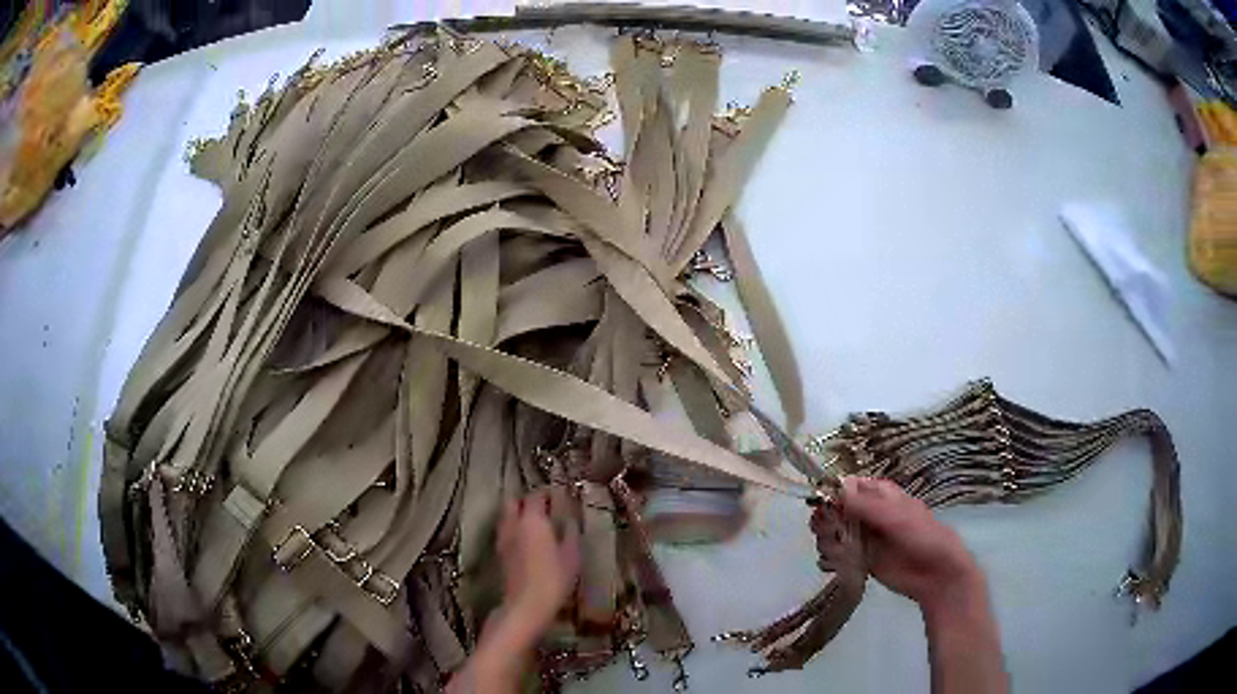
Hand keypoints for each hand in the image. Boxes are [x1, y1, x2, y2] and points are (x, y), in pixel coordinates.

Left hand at [497, 489, 581, 631]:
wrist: (525, 605)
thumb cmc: (553, 579)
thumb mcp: (572, 556)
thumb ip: (570, 533)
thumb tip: (570, 520)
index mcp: (532, 519)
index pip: (537, 495)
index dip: (548, 493)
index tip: (560, 496)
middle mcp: (513, 524)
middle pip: (514, 501)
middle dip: (527, 500)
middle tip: (545, 507)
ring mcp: (503, 538)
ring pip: (507, 516)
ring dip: (518, 514)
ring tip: (536, 524)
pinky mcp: (499, 554)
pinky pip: (506, 531)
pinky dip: (515, 529)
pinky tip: (527, 541)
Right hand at [817, 477, 981, 612]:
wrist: (934, 573)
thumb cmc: (921, 536)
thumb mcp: (895, 516)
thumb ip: (865, 505)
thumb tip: (834, 489)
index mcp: (878, 494)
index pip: (846, 486)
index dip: (831, 492)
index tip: (823, 505)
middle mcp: (866, 513)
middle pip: (833, 509)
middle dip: (826, 520)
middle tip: (830, 532)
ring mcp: (861, 537)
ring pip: (831, 532)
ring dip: (826, 540)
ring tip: (835, 551)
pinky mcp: (857, 559)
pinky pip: (835, 554)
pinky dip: (830, 558)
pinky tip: (834, 564)